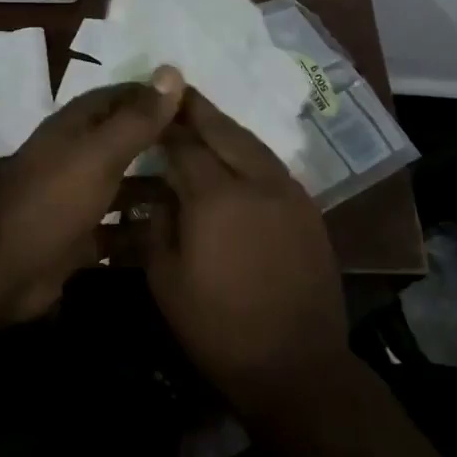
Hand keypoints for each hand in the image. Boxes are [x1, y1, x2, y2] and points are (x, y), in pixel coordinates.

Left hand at [0, 67, 184, 322]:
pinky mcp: (79, 237)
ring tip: (202, 195)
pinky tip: (175, 235)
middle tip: (210, 152)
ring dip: (155, 189)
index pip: (122, 97)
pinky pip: (117, 229)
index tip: (198, 104)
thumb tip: (172, 71)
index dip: (156, 97)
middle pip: (125, 142)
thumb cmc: (54, 199)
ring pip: (124, 186)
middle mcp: (76, 156)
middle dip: (162, 144)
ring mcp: (77, 198)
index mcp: (76, 127)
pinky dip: (140, 230)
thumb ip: (137, 118)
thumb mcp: (100, 153)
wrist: (3, 269)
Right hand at [147, 89, 350, 414]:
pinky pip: (272, 165)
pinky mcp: (308, 209)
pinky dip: (249, 151)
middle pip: (224, 131)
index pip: (184, 145)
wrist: (296, 365)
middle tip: (178, 90)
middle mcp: (256, 181)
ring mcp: (288, 192)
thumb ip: (156, 225)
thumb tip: (158, 193)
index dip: (165, 126)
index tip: (149, 109)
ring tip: (204, 117)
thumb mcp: (166, 280)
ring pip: (253, 143)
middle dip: (198, 110)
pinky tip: (237, 156)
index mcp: (216, 197)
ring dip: (226, 127)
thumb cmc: (218, 328)